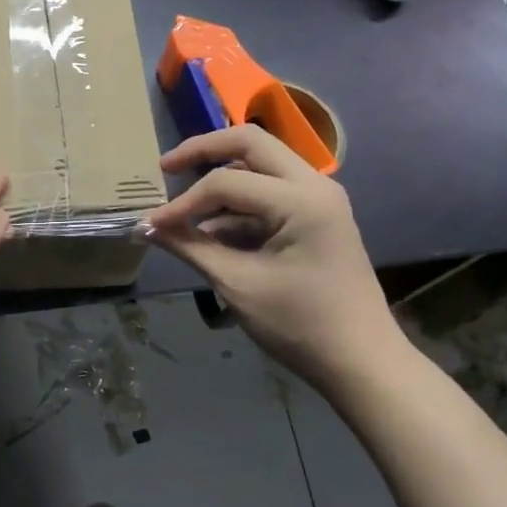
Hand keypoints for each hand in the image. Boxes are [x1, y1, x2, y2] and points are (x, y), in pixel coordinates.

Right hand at [142, 126, 404, 385]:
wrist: (362, 363)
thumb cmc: (300, 325)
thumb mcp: (237, 284)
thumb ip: (190, 247)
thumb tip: (145, 228)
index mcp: (301, 200)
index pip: (226, 182)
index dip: (183, 203)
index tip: (152, 225)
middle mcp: (314, 185)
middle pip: (249, 143)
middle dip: (203, 151)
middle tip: (165, 167)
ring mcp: (319, 198)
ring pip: (261, 163)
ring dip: (221, 176)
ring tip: (184, 206)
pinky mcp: (317, 215)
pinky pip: (271, 190)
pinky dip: (238, 202)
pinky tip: (211, 230)